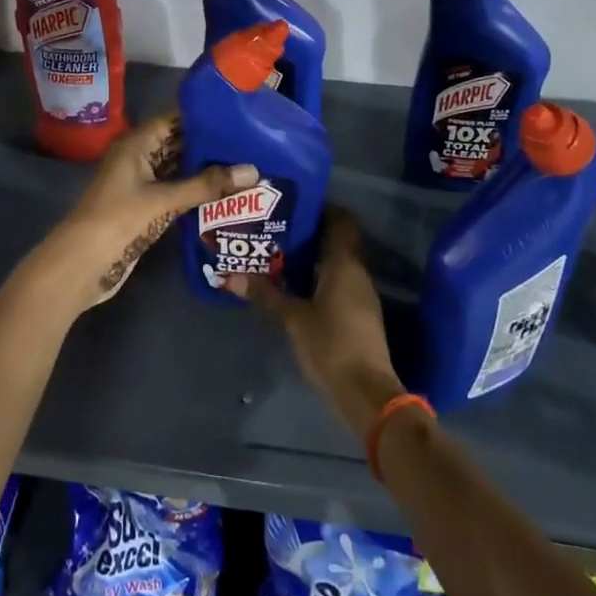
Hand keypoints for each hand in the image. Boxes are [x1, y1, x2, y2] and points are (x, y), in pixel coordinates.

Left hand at [29, 114, 257, 316]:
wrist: (81, 265)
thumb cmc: (118, 220)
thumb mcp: (163, 200)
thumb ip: (207, 186)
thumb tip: (253, 171)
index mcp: (136, 144)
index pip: (175, 119)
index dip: (204, 117)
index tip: (239, 116)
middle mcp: (139, 158)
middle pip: (179, 144)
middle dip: (210, 145)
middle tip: (251, 144)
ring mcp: (141, 184)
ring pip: (179, 169)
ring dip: (206, 170)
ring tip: (246, 166)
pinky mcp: (145, 208)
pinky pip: (176, 192)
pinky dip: (197, 192)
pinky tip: (225, 194)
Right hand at [228, 210, 405, 438]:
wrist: (365, 391)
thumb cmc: (330, 344)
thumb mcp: (293, 318)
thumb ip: (266, 295)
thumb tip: (230, 276)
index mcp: (344, 263)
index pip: (340, 221)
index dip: (321, 208)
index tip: (294, 204)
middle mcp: (357, 272)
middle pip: (337, 241)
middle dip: (310, 233)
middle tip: (278, 228)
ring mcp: (361, 294)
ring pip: (337, 263)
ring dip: (313, 257)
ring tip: (280, 253)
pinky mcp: (359, 314)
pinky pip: (339, 283)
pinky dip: (319, 277)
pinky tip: (296, 286)